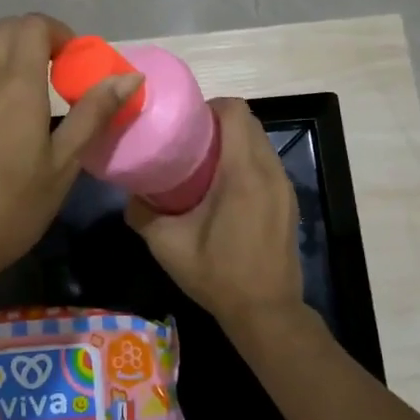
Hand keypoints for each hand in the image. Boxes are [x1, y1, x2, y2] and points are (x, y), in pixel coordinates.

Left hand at [0, 13, 142, 294]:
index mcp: (16, 83)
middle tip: (58, 71)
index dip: (59, 33)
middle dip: (37, 37)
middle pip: (7, 28)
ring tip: (28, 87)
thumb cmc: (12, 208)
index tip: (75, 62)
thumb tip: (130, 77)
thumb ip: (94, 113)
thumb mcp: (64, 164)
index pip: (34, 25)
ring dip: (9, 51)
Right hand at [125, 97, 304, 332]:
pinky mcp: (288, 200)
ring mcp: (284, 186)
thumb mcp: (168, 245)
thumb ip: (142, 213)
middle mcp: (269, 171)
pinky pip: (267, 163)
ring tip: (203, 161)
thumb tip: (130, 192)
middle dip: (218, 121)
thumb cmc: (218, 275)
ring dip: (234, 141)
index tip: (185, 122)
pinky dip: (246, 160)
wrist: (266, 313)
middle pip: (249, 122)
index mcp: (243, 173)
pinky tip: (223, 187)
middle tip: (188, 140)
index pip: (235, 112)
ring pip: (260, 142)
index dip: (209, 107)